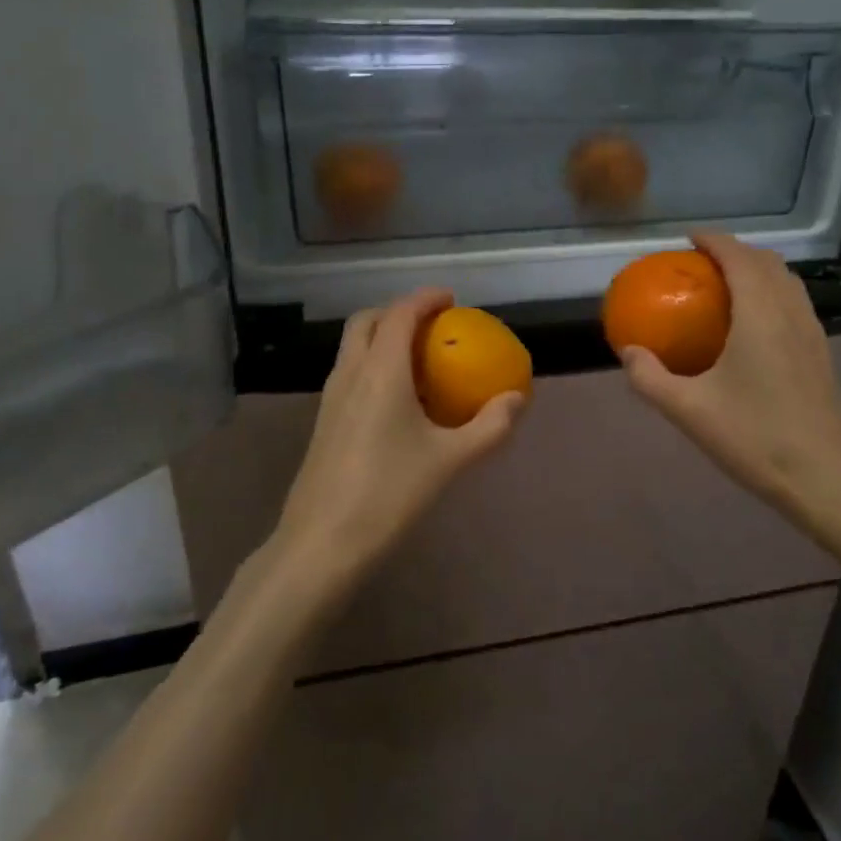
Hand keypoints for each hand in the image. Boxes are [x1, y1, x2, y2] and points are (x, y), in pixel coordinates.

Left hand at [270, 288, 524, 600]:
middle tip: (431, 324)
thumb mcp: (449, 461)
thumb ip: (489, 427)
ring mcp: (330, 398)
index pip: (399, 314)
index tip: (450, 298)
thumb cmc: (389, 494)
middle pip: (366, 321)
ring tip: (417, 357)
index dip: (424, 298)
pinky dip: (372, 364)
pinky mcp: (323, 422)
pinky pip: (348, 373)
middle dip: (397, 311)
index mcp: (379, 372)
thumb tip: (517, 399)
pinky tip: (397, 399)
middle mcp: (349, 374)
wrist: (322, 542)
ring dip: (381, 337)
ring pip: (352, 347)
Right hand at [619, 234, 840, 555]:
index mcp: (760, 315)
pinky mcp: (821, 355)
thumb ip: (650, 378)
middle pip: (767, 262)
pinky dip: (771, 294)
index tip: (688, 239)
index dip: (714, 240)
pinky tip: (753, 326)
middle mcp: (791, 313)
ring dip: (757, 271)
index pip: (739, 257)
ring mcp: (812, 333)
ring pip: (787, 282)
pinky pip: (795, 304)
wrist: (826, 478)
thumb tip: (628, 352)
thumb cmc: (755, 438)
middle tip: (702, 263)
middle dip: (735, 251)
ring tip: (726, 286)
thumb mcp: (689, 411)